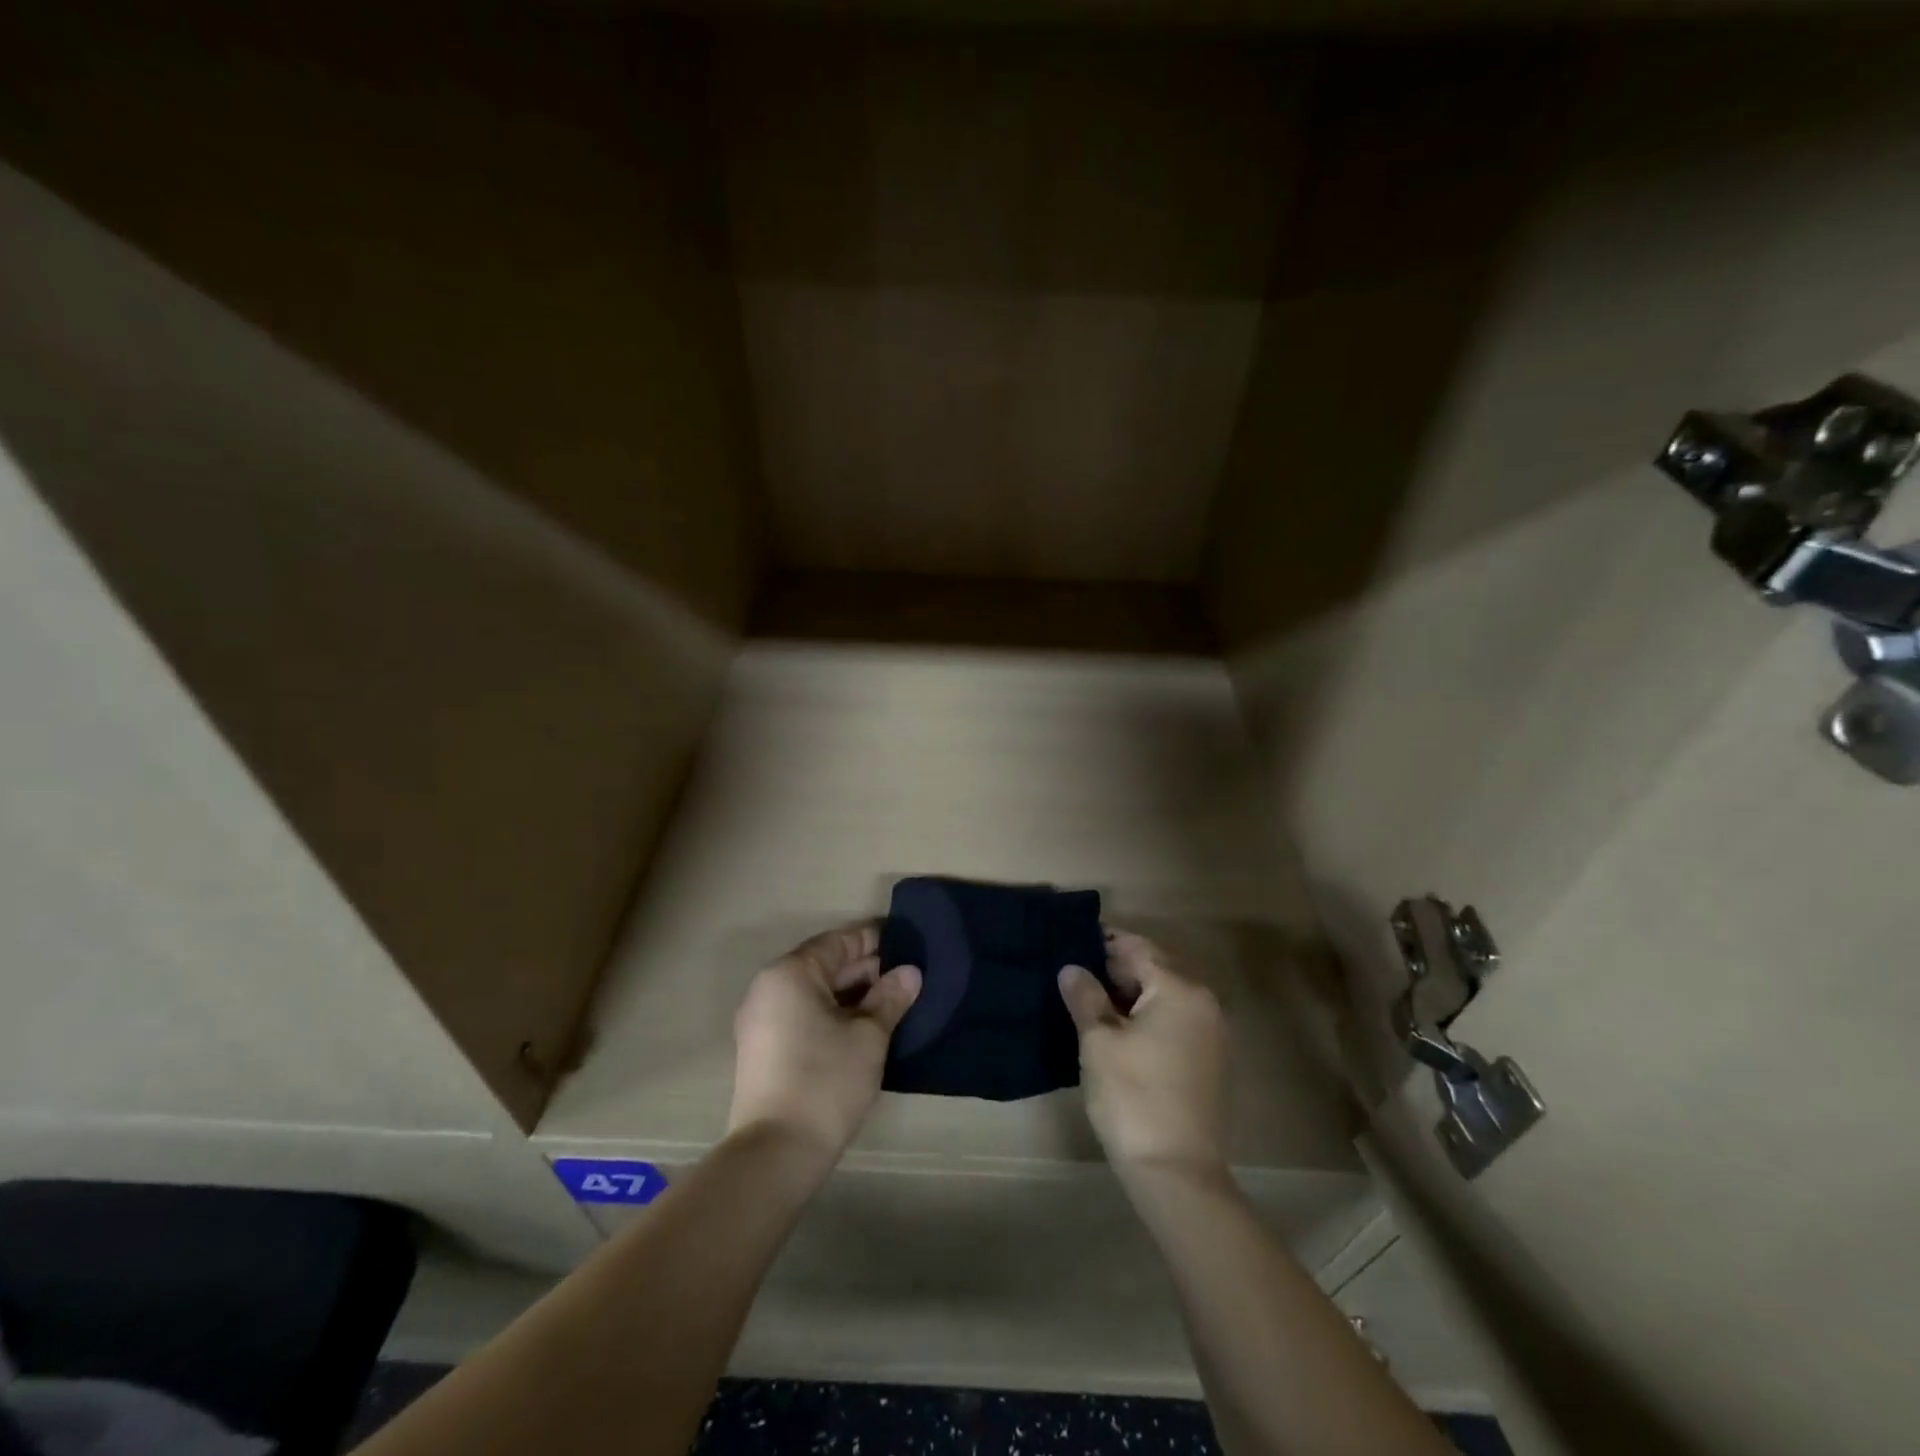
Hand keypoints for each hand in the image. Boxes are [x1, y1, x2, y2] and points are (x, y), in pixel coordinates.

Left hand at [728, 924, 921, 1161]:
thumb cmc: (825, 1080)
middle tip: (905, 976)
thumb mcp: (869, 1036)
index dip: (875, 940)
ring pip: (813, 992)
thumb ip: (890, 997)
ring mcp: (760, 1020)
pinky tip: (862, 1028)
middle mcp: (769, 988)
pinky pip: (802, 1014)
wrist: (776, 1153)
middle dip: (865, 969)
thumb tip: (910, 973)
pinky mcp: (762, 1049)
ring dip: (850, 994)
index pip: (839, 941)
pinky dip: (831, 1013)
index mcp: (791, 973)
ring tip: (890, 1002)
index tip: (907, 943)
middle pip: (824, 964)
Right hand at [1058, 929, 1228, 1181]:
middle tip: (1075, 980)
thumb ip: (1085, 996)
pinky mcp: (1210, 1062)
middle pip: (1154, 969)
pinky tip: (1119, 1035)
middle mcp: (1204, 1002)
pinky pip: (1175, 1022)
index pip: (1137, 948)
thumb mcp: (1098, 1040)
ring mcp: (1212, 1034)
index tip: (1070, 948)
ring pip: (1164, 997)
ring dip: (1130, 996)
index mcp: (1180, 989)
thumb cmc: (1133, 1096)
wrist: (1176, 1173)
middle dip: (1115, 970)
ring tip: (1090, 1006)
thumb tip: (1072, 968)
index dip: (1102, 945)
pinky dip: (1148, 1019)